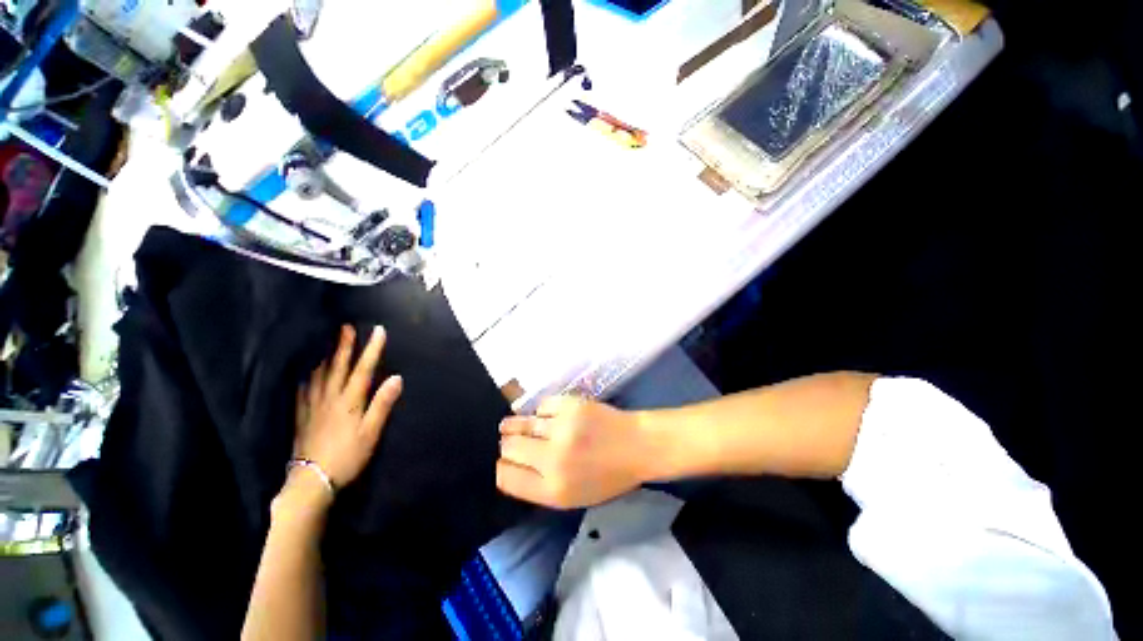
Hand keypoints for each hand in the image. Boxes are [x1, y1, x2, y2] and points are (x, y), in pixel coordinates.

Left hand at [294, 325, 402, 489]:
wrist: (312, 479)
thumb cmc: (348, 455)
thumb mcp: (372, 431)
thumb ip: (383, 403)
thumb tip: (397, 378)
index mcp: (350, 401)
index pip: (363, 369)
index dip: (371, 349)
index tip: (378, 331)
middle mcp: (330, 398)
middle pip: (338, 367)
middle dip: (344, 346)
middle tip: (346, 327)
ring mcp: (313, 407)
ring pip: (319, 376)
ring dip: (325, 357)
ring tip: (326, 344)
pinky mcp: (302, 417)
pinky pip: (302, 392)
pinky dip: (305, 378)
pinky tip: (304, 374)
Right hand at [496, 396, 650, 508]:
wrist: (636, 445)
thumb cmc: (607, 476)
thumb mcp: (573, 497)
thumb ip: (539, 487)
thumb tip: (510, 467)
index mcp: (553, 490)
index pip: (507, 478)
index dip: (501, 469)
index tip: (503, 463)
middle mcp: (553, 460)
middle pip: (509, 448)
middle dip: (506, 446)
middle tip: (508, 442)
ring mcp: (561, 428)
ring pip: (520, 424)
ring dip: (513, 425)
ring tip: (508, 425)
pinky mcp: (570, 405)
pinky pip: (541, 406)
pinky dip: (540, 412)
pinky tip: (543, 416)